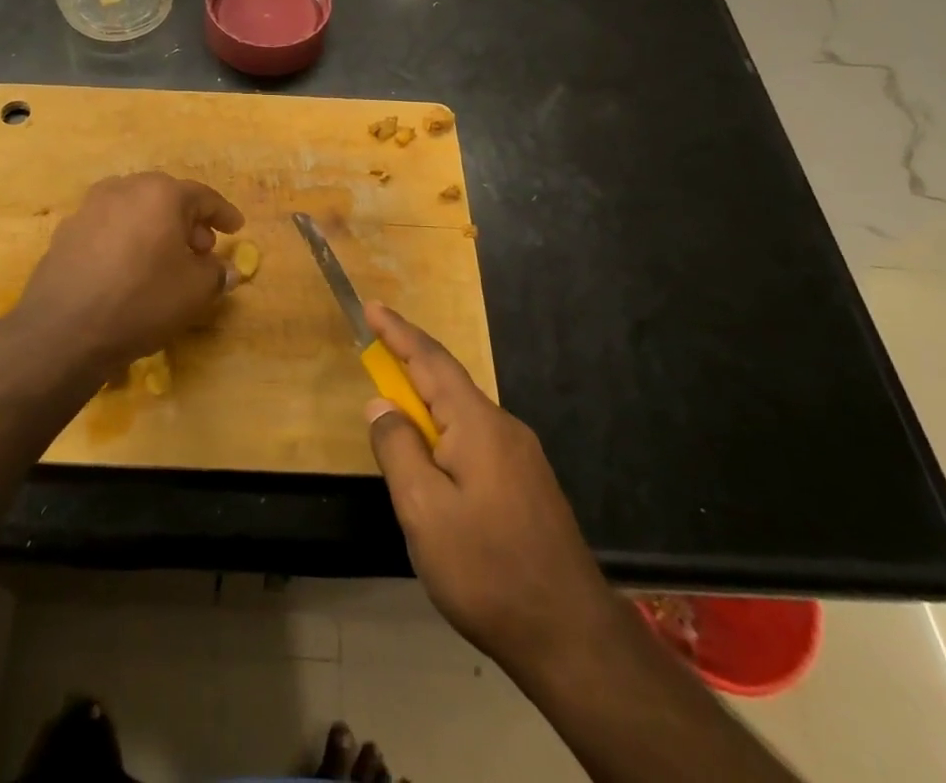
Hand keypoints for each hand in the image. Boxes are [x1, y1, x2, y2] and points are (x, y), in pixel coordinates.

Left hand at [17, 172, 244, 368]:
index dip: (223, 214)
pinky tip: (130, 270)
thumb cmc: (141, 301)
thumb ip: (217, 274)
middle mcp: (123, 188)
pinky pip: (109, 228)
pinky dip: (127, 240)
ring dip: (156, 229)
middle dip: (188, 221)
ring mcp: (89, 208)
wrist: (64, 330)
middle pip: (165, 198)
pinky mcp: (66, 232)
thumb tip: (226, 270)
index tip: (237, 228)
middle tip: (203, 248)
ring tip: (166, 260)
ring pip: (134, 211)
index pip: (202, 196)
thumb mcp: (195, 292)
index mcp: (160, 193)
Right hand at [365, 304, 611, 680]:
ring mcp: (522, 457)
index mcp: (477, 424)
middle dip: (409, 364)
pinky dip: (445, 434)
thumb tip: (381, 403)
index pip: (430, 361)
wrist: (573, 638)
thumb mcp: (424, 511)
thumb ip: (397, 449)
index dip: (398, 332)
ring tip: (396, 416)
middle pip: (448, 382)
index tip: (372, 307)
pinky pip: (476, 440)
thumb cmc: (488, 570)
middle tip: (374, 354)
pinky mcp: (529, 486)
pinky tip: (435, 465)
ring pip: (462, 415)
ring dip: (426, 404)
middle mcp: (503, 428)